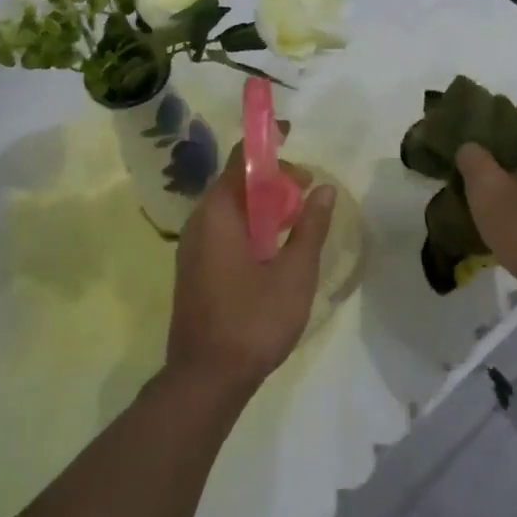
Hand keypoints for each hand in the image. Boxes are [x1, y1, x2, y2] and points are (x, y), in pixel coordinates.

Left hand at [168, 145, 336, 400]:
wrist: (205, 379)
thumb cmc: (252, 321)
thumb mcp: (294, 273)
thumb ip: (310, 227)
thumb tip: (324, 189)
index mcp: (218, 213)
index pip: (241, 160)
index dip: (267, 144)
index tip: (293, 138)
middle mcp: (199, 222)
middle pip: (235, 183)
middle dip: (272, 180)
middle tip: (307, 193)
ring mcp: (192, 247)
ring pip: (229, 209)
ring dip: (262, 206)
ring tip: (297, 221)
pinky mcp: (194, 268)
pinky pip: (222, 230)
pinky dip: (250, 226)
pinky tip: (273, 249)